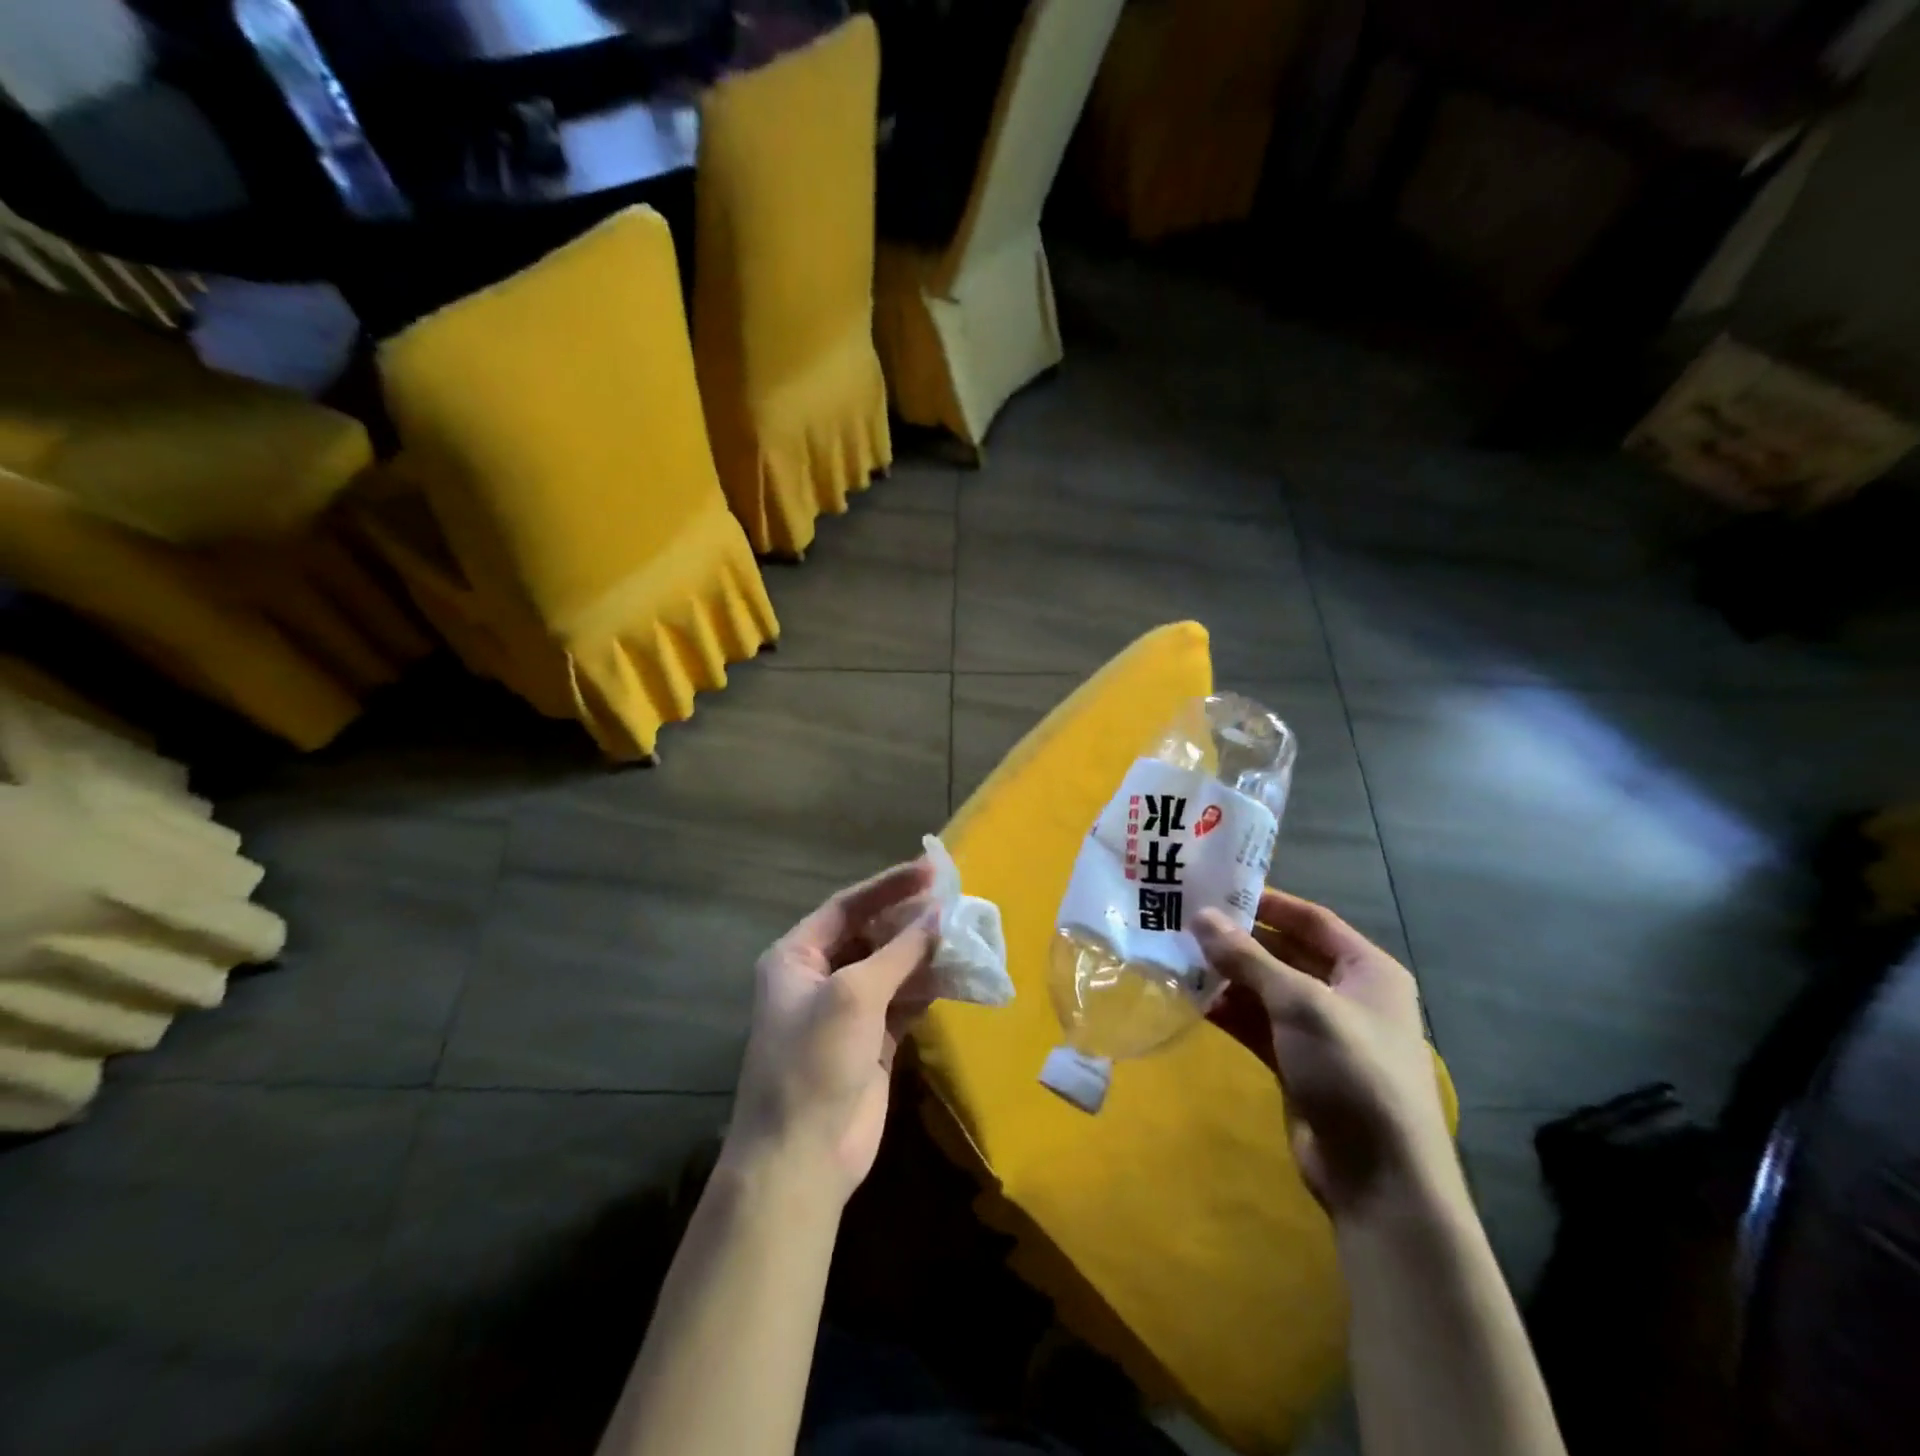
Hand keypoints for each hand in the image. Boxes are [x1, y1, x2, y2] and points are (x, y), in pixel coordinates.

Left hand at [721, 859, 936, 1203]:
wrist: (802, 1157)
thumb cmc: (815, 1061)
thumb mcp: (855, 995)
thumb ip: (899, 952)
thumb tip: (939, 916)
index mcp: (797, 956)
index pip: (849, 906)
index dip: (890, 885)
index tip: (932, 871)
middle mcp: (821, 975)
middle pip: (872, 933)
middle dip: (912, 920)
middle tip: (956, 903)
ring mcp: (848, 1009)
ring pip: (892, 967)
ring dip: (925, 953)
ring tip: (966, 934)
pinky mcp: (873, 1039)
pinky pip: (905, 1000)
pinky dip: (929, 987)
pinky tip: (959, 974)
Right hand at [1196, 890, 1458, 1221]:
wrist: (1379, 1178)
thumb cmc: (1352, 1070)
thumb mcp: (1300, 1003)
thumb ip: (1248, 958)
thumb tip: (1199, 916)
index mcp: (1367, 970)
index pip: (1312, 920)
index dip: (1268, 902)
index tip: (1217, 889)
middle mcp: (1346, 994)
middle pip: (1286, 953)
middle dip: (1239, 940)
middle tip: (1186, 921)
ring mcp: (1320, 1032)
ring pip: (1266, 990)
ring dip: (1228, 976)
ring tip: (1179, 956)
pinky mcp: (1297, 1064)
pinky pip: (1257, 1024)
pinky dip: (1229, 1011)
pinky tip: (1192, 1000)